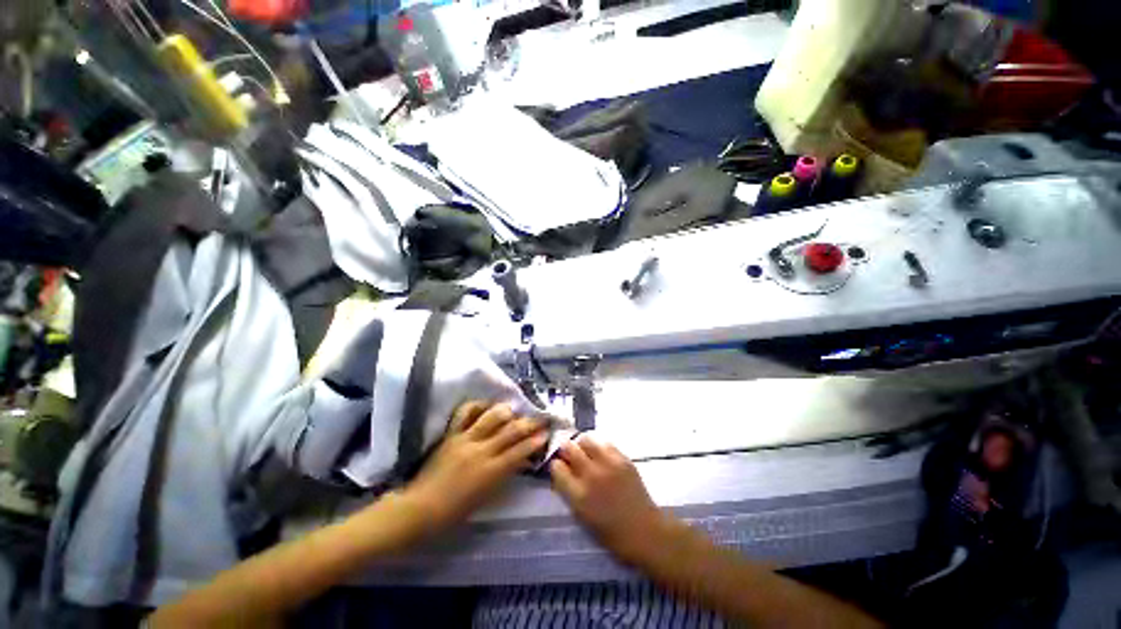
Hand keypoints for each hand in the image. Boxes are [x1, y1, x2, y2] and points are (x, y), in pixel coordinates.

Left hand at [404, 401, 548, 532]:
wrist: (419, 509)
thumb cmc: (455, 511)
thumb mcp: (486, 497)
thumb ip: (505, 475)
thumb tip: (522, 460)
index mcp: (491, 471)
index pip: (521, 450)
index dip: (536, 440)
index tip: (547, 433)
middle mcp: (482, 451)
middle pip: (511, 430)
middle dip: (530, 422)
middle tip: (540, 418)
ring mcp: (465, 439)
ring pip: (492, 416)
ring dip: (507, 411)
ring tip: (514, 411)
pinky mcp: (451, 434)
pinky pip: (465, 412)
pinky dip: (478, 405)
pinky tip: (486, 405)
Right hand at [549, 435, 666, 563]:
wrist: (645, 532)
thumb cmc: (611, 533)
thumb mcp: (582, 517)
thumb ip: (570, 492)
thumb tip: (562, 473)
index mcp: (578, 495)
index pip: (557, 467)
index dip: (556, 465)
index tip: (558, 467)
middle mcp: (591, 475)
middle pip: (569, 448)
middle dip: (565, 449)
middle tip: (569, 455)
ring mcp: (608, 464)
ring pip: (586, 439)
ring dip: (582, 445)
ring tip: (585, 452)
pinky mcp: (623, 459)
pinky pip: (605, 443)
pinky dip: (599, 447)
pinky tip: (601, 456)